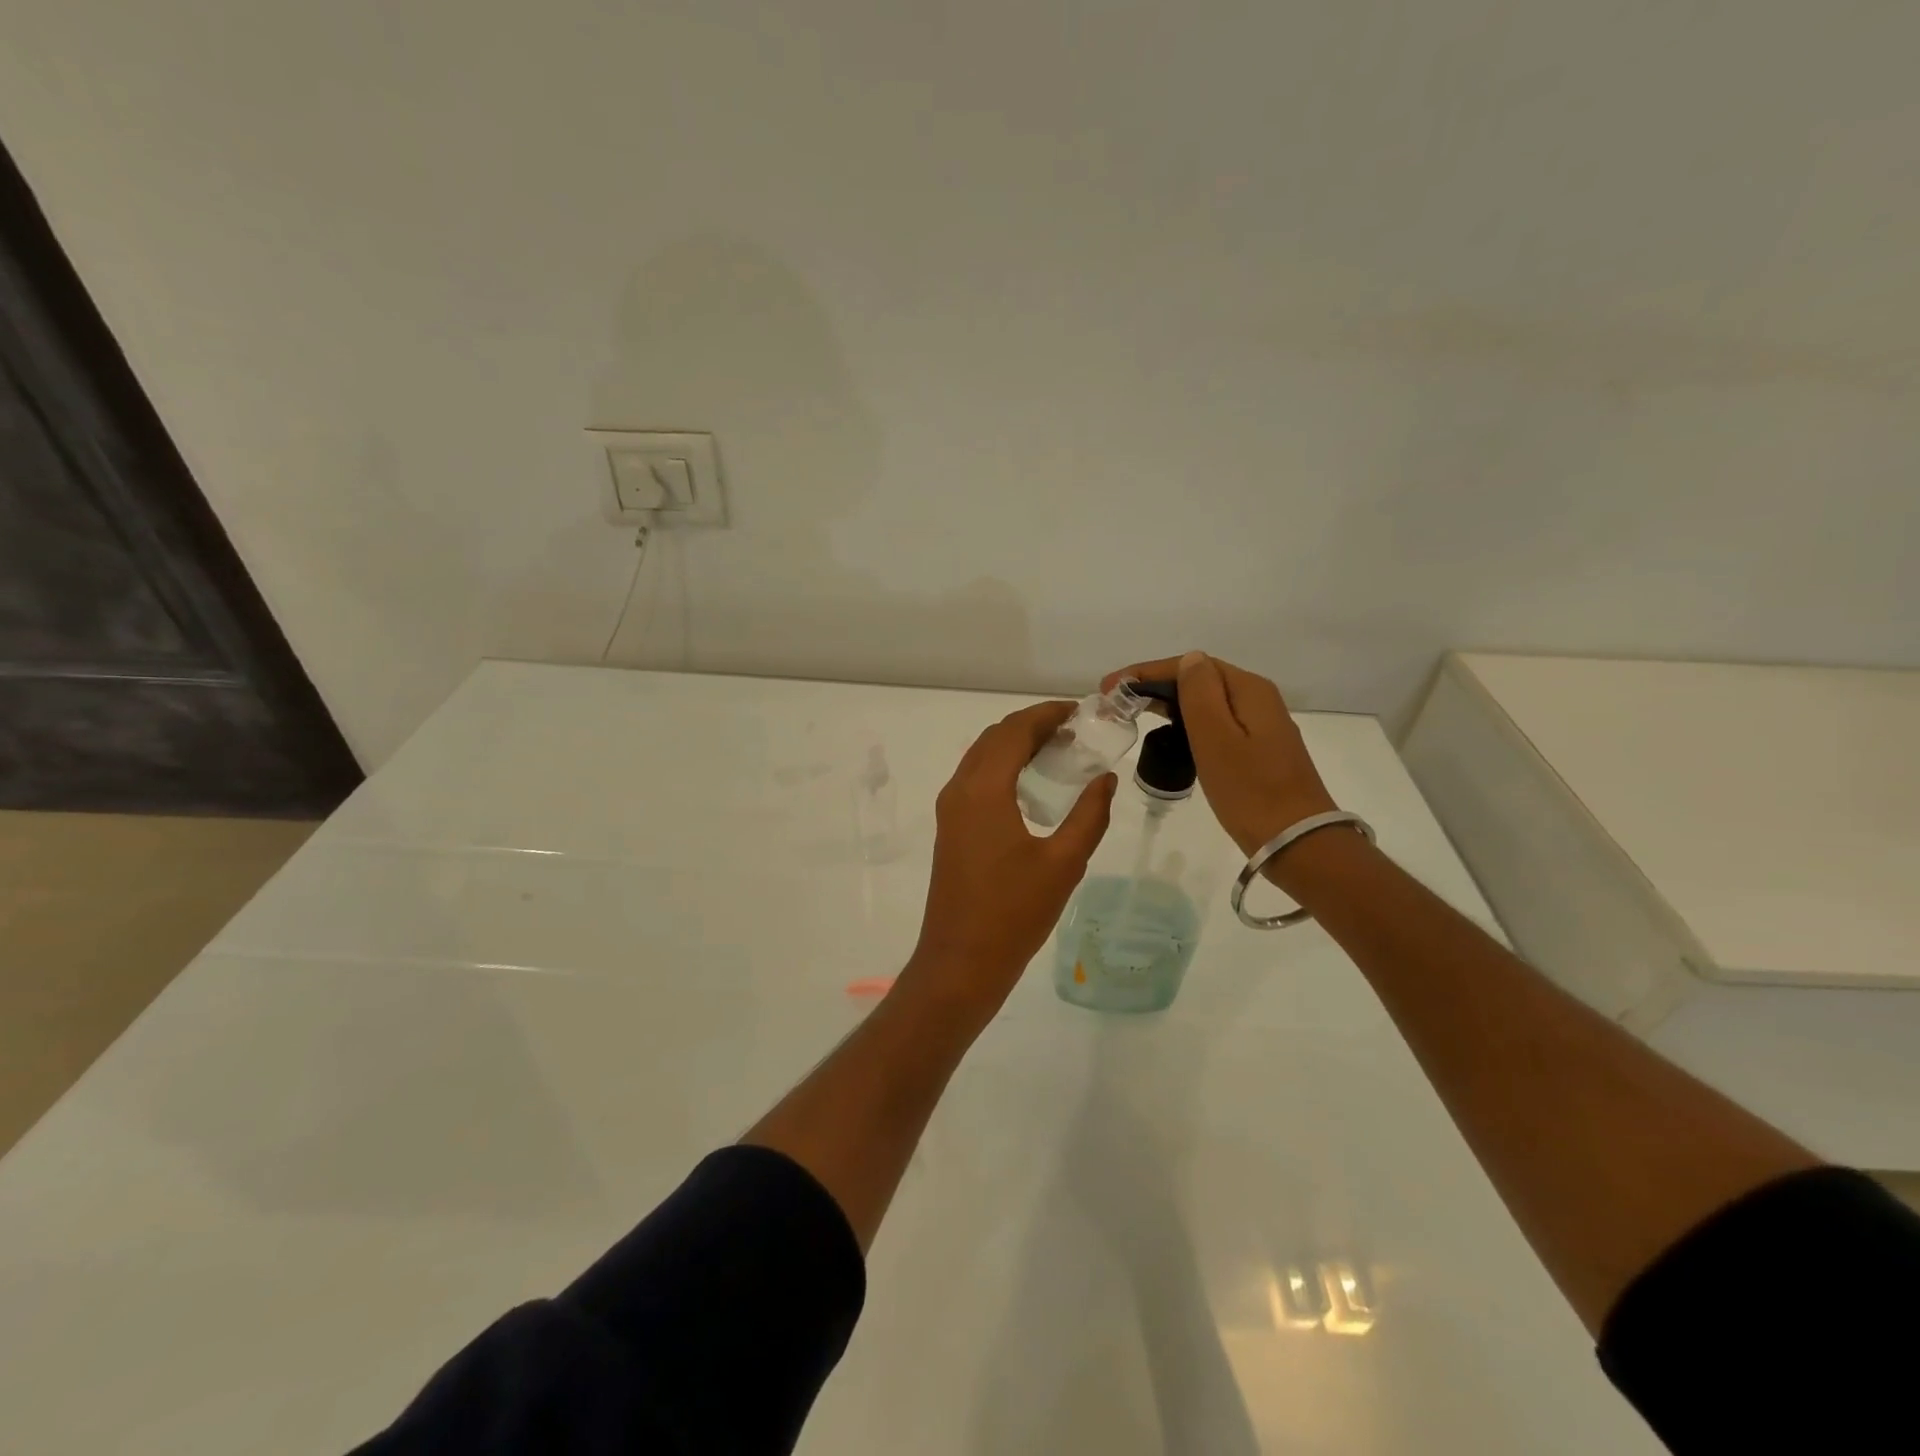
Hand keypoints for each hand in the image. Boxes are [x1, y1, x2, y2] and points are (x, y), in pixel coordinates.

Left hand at [902, 701, 1115, 1020]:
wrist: (960, 963)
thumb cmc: (1013, 914)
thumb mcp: (1063, 864)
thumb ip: (1089, 815)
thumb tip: (1104, 778)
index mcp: (983, 790)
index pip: (1015, 731)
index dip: (1048, 714)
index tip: (1083, 712)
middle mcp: (960, 790)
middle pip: (996, 737)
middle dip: (1034, 725)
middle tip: (1077, 732)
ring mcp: (950, 810)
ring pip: (983, 757)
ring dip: (1017, 745)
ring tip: (1061, 752)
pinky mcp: (951, 828)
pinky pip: (977, 779)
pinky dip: (1004, 767)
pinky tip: (1034, 785)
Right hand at [1102, 651, 1336, 856]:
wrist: (1297, 843)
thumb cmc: (1250, 791)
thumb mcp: (1217, 739)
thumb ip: (1200, 694)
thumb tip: (1189, 660)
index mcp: (1248, 690)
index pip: (1191, 665)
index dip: (1146, 672)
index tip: (1110, 687)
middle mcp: (1257, 699)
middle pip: (1200, 679)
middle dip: (1155, 685)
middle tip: (1116, 702)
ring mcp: (1261, 726)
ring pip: (1207, 701)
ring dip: (1170, 702)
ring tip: (1134, 714)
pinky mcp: (1258, 750)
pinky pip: (1216, 723)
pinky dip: (1187, 723)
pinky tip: (1170, 735)